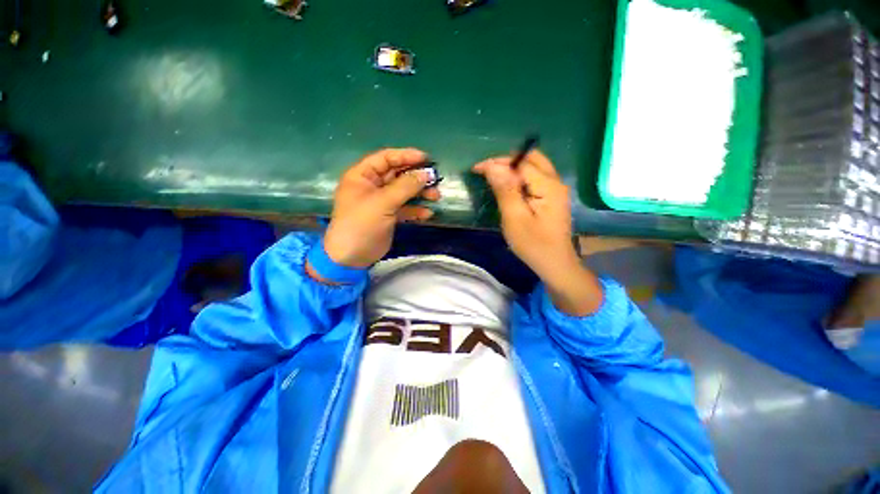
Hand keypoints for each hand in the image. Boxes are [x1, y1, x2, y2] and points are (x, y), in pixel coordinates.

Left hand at [321, 148, 439, 268]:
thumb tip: (426, 174)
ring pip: (404, 191)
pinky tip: (427, 214)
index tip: (426, 159)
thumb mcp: (382, 203)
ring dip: (420, 193)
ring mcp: (381, 201)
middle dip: (416, 177)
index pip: (386, 158)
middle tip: (435, 180)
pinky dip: (416, 210)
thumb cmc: (361, 224)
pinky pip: (405, 208)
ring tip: (436, 197)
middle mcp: (372, 185)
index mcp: (362, 175)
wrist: (352, 257)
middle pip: (397, 174)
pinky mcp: (389, 215)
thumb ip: (405, 187)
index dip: (406, 156)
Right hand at [472, 150, 576, 276]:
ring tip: (494, 177)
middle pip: (531, 158)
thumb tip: (493, 166)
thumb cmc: (533, 244)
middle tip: (486, 171)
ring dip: (513, 168)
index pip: (520, 163)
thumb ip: (505, 190)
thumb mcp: (515, 218)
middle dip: (506, 161)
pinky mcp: (553, 197)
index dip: (497, 162)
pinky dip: (520, 176)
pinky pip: (535, 177)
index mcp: (548, 186)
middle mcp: (555, 181)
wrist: (555, 263)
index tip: (477, 169)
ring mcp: (556, 189)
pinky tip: (509, 186)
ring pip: (534, 166)